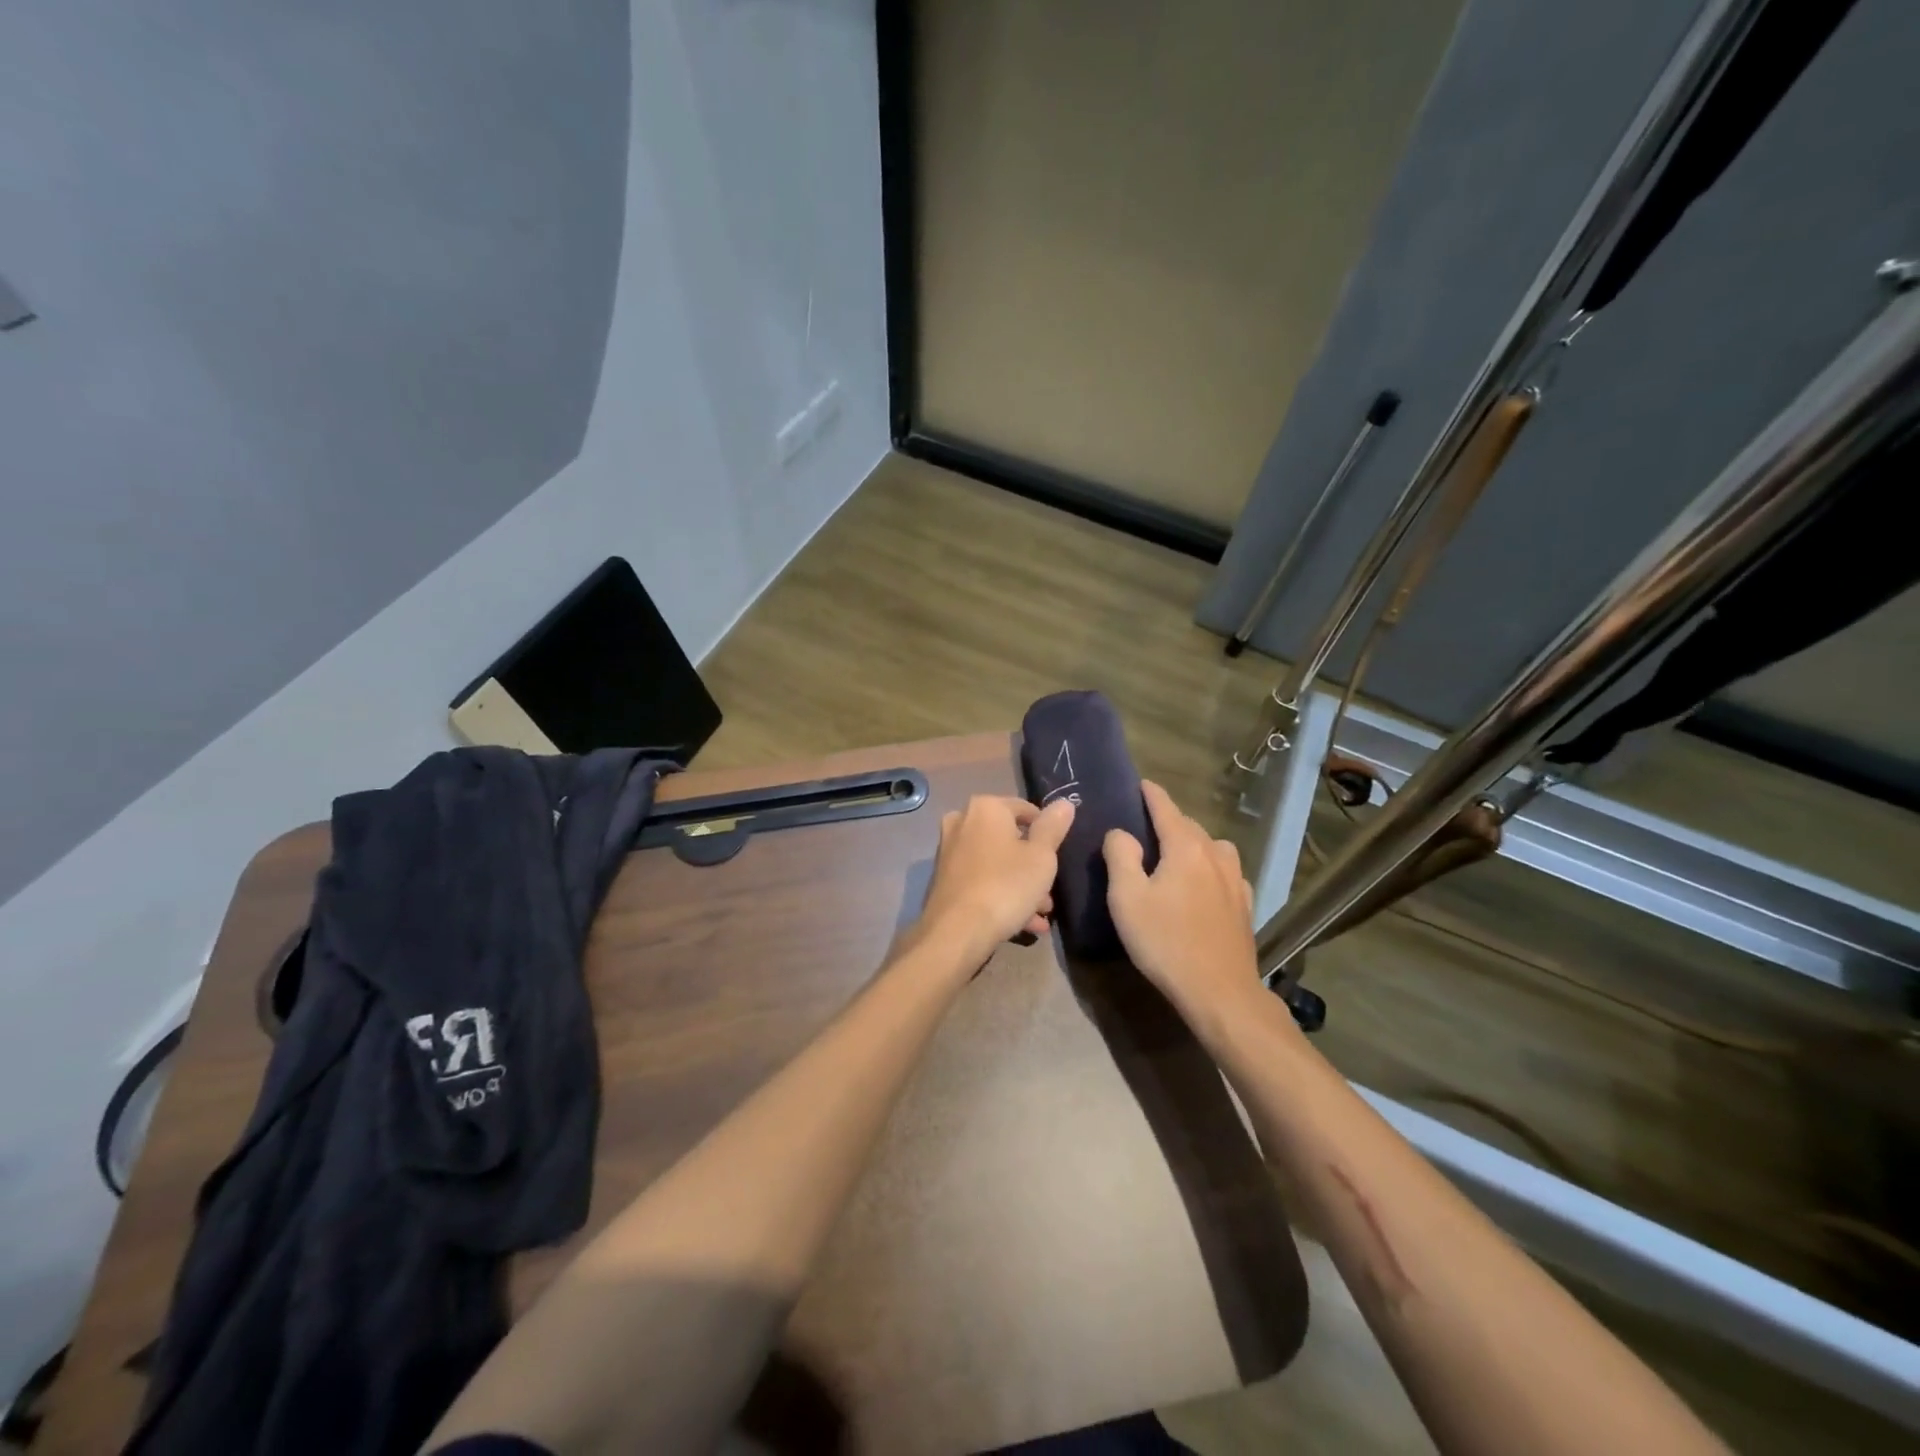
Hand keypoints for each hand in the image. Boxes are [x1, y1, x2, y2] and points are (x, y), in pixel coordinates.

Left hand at [914, 795, 1074, 961]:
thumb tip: (1064, 803)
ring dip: (1020, 886)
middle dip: (1033, 867)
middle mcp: (962, 822)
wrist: (956, 931)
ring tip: (1040, 914)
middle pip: (1010, 840)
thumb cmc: (1005, 885)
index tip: (1058, 857)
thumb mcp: (1041, 857)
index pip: (1026, 809)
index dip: (1047, 832)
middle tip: (1049, 895)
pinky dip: (1000, 894)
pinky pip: (981, 880)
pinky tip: (1023, 924)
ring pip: (996, 863)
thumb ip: (1053, 827)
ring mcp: (950, 851)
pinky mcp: (944, 878)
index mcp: (986, 808)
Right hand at [1103, 781, 1261, 1021]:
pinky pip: (1225, 871)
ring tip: (1175, 855)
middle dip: (1168, 820)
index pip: (1166, 808)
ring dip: (1193, 843)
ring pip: (1212, 847)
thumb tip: (1120, 833)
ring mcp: (1235, 879)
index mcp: (1185, 847)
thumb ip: (1120, 856)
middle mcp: (1215, 854)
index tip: (1140, 783)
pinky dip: (1211, 867)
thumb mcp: (1127, 898)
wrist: (1219, 992)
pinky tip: (1204, 884)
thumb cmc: (1165, 941)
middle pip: (1189, 826)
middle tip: (1145, 826)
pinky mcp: (1244, 904)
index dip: (1151, 794)